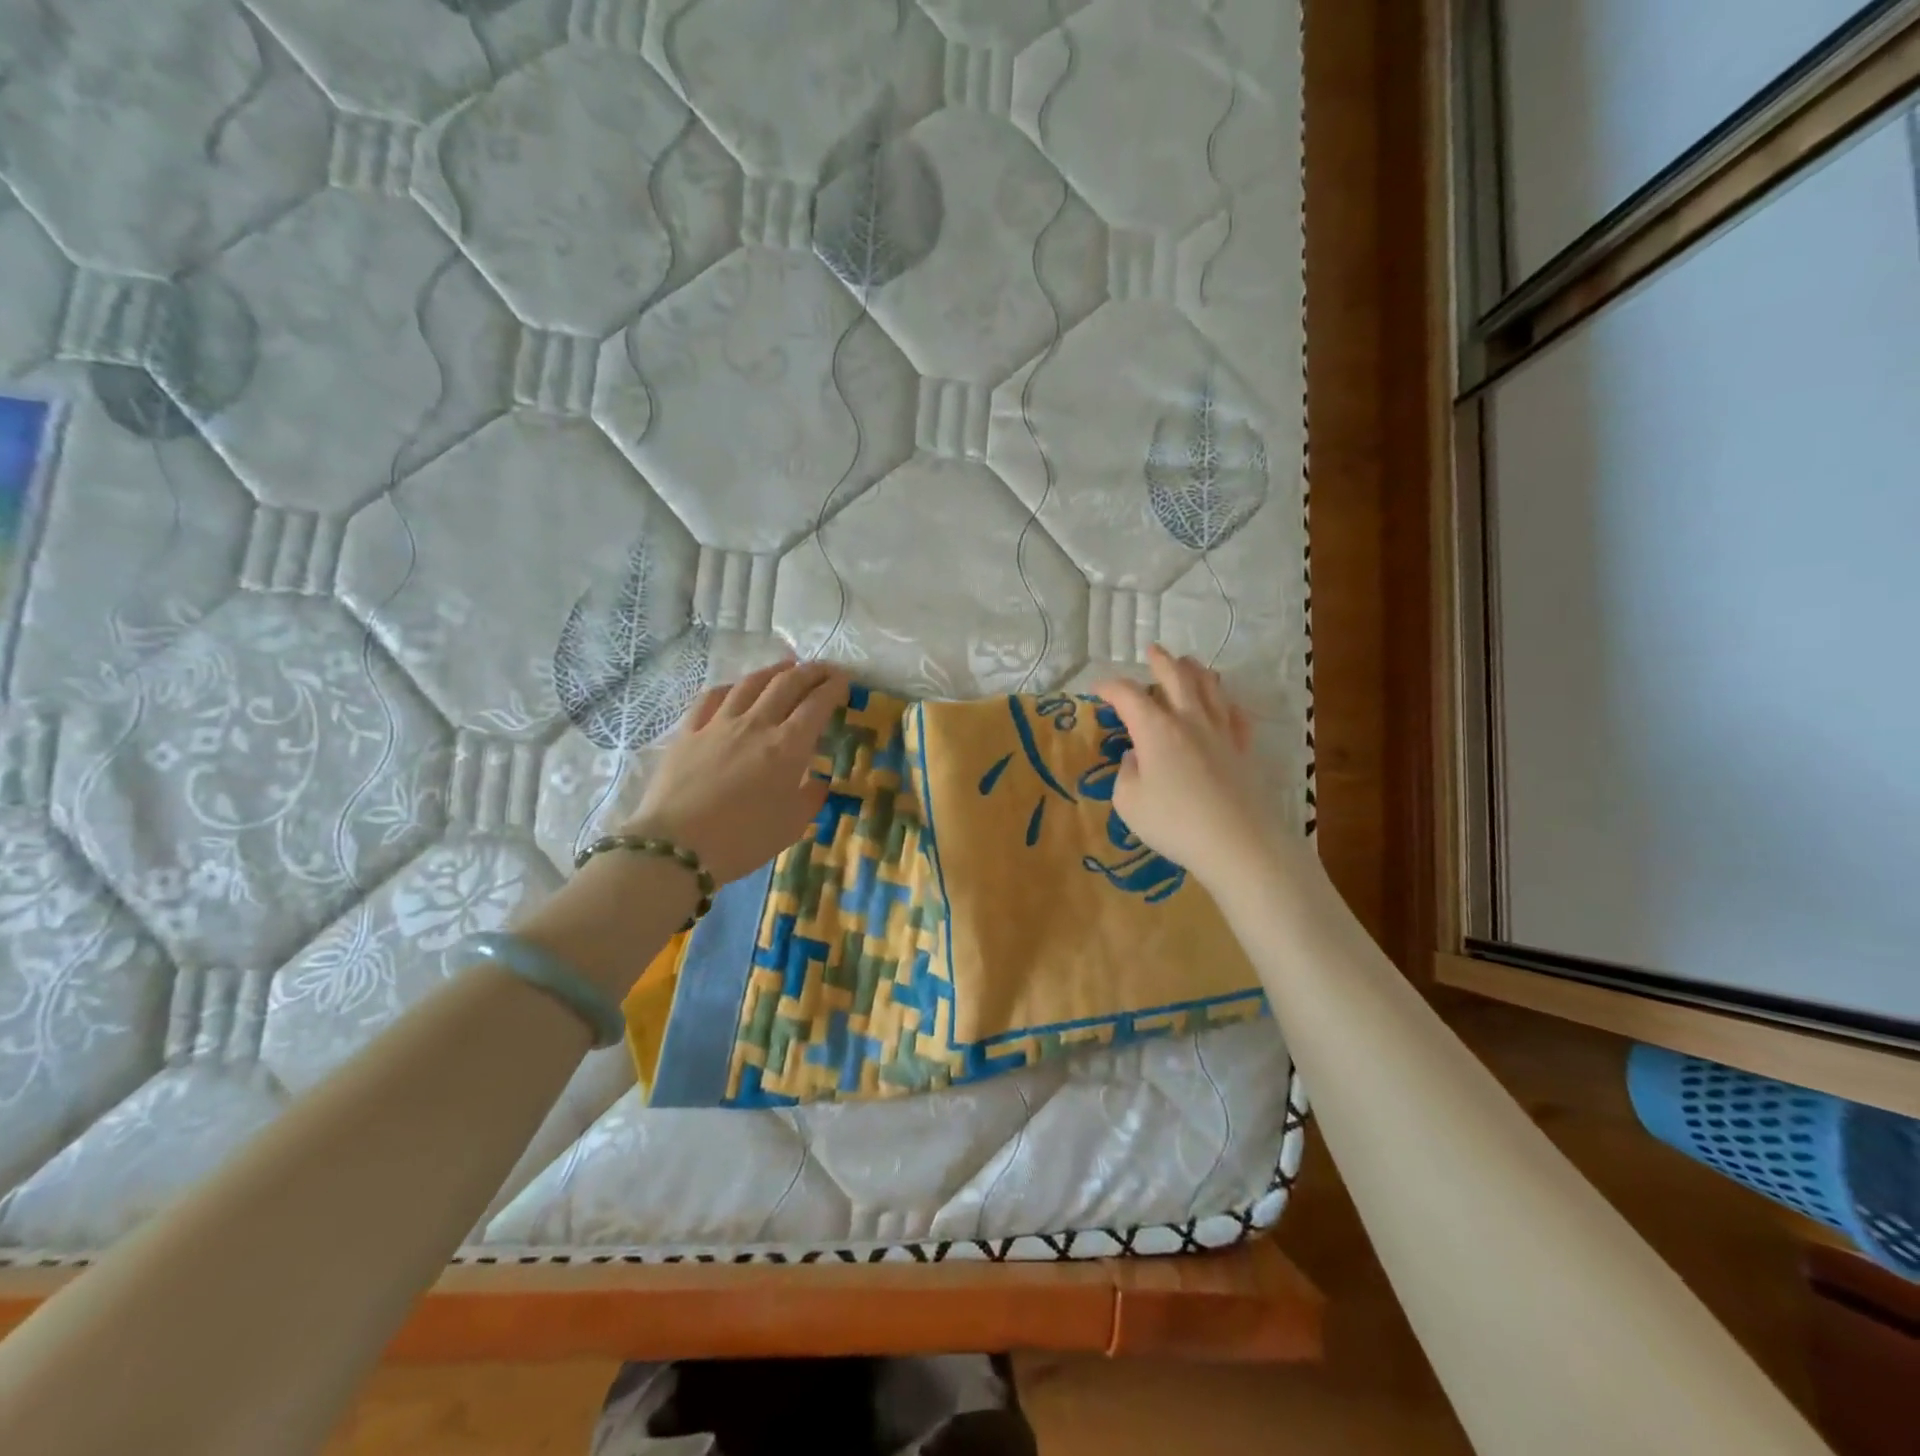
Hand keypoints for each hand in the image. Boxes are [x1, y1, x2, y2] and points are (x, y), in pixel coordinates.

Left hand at [624, 658, 848, 884]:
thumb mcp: (792, 826)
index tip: (844, 681)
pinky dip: (731, 687)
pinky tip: (736, 689)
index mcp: (788, 746)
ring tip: (786, 667)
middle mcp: (756, 724)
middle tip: (824, 669)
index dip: (834, 687)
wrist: (677, 847)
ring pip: (750, 684)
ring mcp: (719, 724)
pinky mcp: (689, 732)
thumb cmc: (743, 840)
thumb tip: (817, 781)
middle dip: (810, 671)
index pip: (817, 704)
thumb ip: (810, 798)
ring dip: (773, 671)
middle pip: (787, 683)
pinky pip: (712, 698)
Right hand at [1091, 645, 1276, 891]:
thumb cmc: (1174, 823)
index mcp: (1155, 729)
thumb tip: (1136, 757)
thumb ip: (1127, 774)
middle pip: (1176, 677)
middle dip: (1161, 661)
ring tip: (1189, 663)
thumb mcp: (1129, 803)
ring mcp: (1221, 733)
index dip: (1110, 687)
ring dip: (1196, 671)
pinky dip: (1227, 704)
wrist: (1237, 842)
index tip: (1098, 688)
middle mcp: (1189, 720)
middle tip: (1153, 650)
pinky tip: (1226, 705)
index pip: (1128, 695)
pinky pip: (1236, 717)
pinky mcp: (1243, 750)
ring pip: (1210, 689)